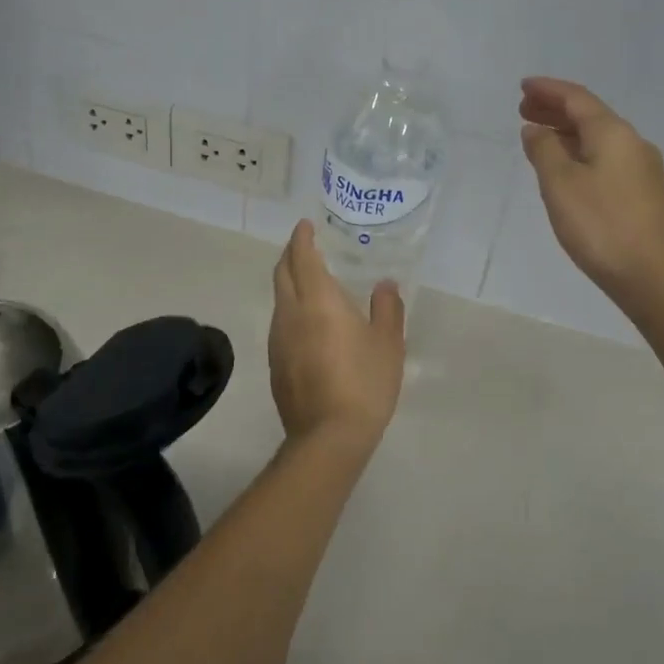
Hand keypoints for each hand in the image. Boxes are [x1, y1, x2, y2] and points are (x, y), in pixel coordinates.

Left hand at [268, 221, 406, 446]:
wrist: (328, 437)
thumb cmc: (364, 383)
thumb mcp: (388, 344)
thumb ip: (387, 308)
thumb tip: (385, 284)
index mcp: (317, 301)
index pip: (302, 258)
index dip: (301, 238)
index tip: (305, 226)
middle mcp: (290, 313)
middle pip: (282, 274)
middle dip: (290, 255)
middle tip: (304, 246)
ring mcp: (277, 340)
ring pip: (279, 299)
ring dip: (289, 283)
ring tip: (309, 282)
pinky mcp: (275, 363)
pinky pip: (280, 323)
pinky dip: (290, 309)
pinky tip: (307, 323)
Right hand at [519, 77, 663, 314]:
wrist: (655, 277)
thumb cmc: (601, 226)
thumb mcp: (560, 185)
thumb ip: (544, 151)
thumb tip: (535, 129)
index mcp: (613, 133)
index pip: (577, 98)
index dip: (548, 89)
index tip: (523, 86)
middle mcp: (633, 143)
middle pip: (590, 116)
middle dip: (556, 110)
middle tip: (524, 110)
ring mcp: (643, 170)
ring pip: (599, 139)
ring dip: (567, 133)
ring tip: (538, 138)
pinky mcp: (644, 194)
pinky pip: (606, 159)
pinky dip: (580, 153)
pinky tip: (567, 170)